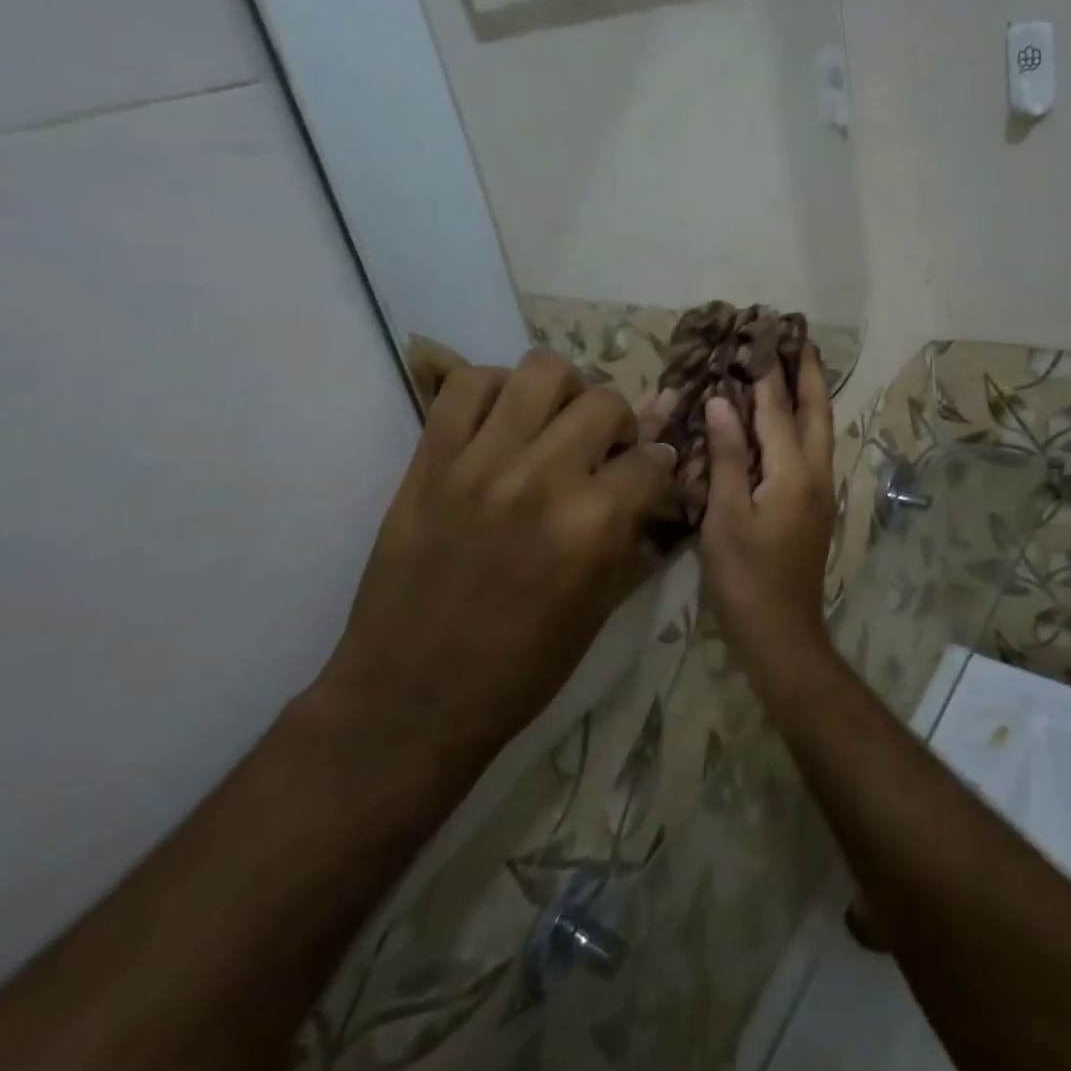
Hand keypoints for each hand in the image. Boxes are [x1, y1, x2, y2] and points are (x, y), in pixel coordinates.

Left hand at [317, 349, 676, 771]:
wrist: (411, 698)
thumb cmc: (519, 670)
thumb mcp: (599, 612)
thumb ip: (633, 538)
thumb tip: (657, 486)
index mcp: (593, 526)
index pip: (652, 460)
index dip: (660, 466)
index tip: (652, 473)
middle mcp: (542, 479)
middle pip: (604, 403)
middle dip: (619, 424)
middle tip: (604, 449)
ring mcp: (480, 463)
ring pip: (541, 371)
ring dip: (564, 392)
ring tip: (555, 421)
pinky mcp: (429, 461)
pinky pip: (465, 385)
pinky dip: (494, 388)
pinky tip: (503, 420)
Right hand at [699, 346, 836, 669]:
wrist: (782, 632)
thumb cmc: (745, 577)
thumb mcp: (726, 517)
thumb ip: (727, 457)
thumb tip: (722, 403)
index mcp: (795, 473)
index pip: (779, 410)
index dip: (768, 372)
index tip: (762, 333)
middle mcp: (817, 474)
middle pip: (817, 412)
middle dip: (807, 372)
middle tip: (796, 336)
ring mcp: (822, 491)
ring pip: (821, 430)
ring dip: (810, 395)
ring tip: (796, 365)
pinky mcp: (816, 506)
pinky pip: (813, 449)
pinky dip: (804, 422)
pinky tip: (788, 420)